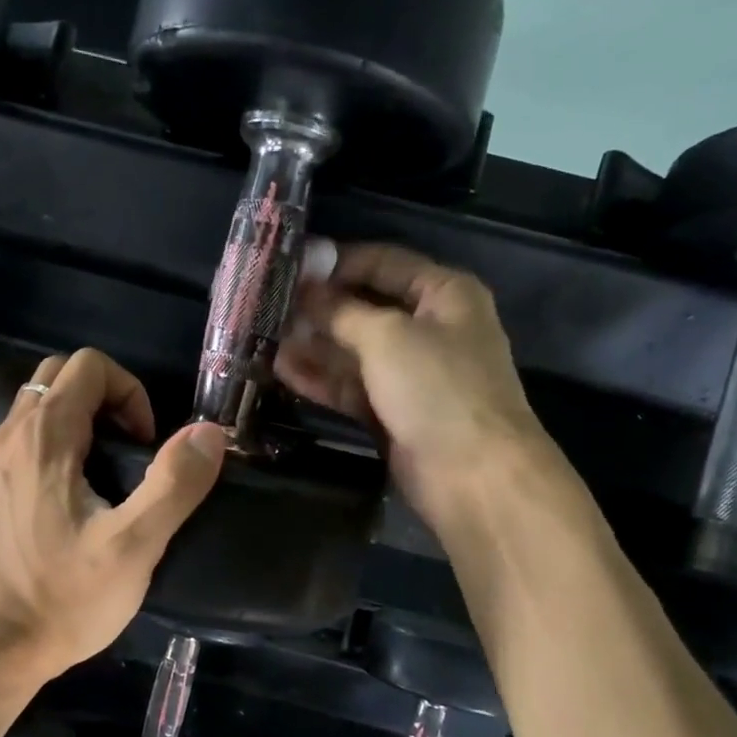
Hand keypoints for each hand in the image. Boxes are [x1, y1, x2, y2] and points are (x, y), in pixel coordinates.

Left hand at [0, 348, 226, 683]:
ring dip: (82, 421)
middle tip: (132, 453)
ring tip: (110, 475)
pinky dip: (58, 445)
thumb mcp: (133, 546)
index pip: (89, 366)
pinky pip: (26, 439)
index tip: (147, 446)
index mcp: (44, 438)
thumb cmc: (64, 598)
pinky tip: (77, 498)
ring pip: (40, 407)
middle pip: (61, 376)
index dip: (131, 392)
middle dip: (107, 400)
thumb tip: (209, 432)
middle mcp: (10, 437)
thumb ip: (174, 483)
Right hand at [276, 241, 547, 533]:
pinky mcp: (392, 411)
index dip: (338, 262)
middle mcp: (429, 328)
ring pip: (353, 351)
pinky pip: (351, 386)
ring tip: (265, 338)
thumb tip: (305, 291)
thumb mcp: (387, 337)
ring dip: (313, 345)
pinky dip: (321, 379)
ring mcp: (410, 373)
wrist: (472, 474)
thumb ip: (341, 311)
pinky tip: (281, 370)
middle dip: (319, 309)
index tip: (291, 267)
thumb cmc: (437, 387)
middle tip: (269, 306)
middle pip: (365, 308)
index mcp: (444, 294)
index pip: (385, 263)